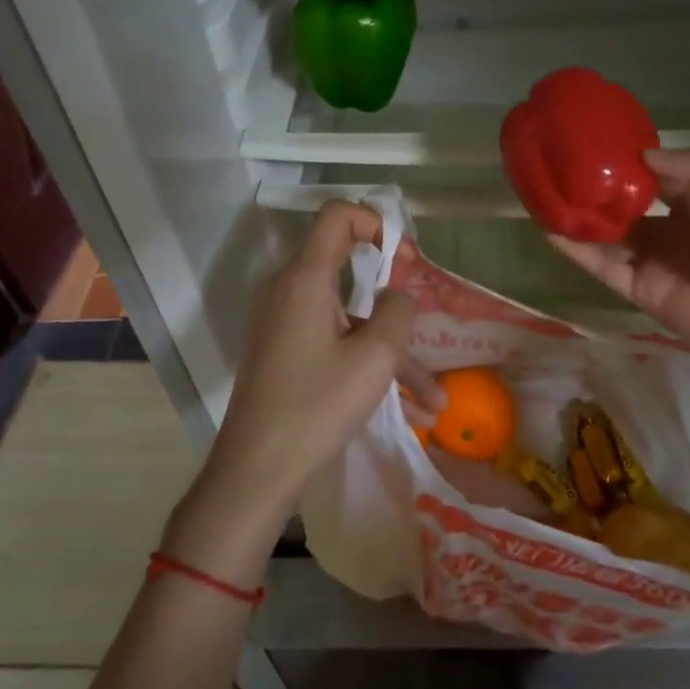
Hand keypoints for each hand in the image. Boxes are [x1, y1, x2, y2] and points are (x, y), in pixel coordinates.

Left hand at [167, 202, 438, 581]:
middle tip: (424, 314)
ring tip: (434, 398)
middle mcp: (289, 291)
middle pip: (348, 268)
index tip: (405, 259)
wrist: (255, 472)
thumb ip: (399, 311)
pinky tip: (410, 409)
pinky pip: (335, 342)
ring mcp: (284, 323)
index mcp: (305, 279)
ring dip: (392, 349)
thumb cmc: (316, 407)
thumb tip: (399, 296)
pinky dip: (368, 364)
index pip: (338, 216)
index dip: (376, 223)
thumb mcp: (375, 357)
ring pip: (350, 318)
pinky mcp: (285, 352)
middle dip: (395, 293)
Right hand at [547, 149, 689, 412]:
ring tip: (539, 189)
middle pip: (620, 200)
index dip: (624, 156)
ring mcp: (648, 258)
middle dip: (591, 183)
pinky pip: (599, 264)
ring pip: (603, 231)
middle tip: (554, 159)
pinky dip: (574, 248)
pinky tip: (549, 227)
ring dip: (575, 213)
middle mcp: (667, 226)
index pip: (651, 172)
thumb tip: (639, 154)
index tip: (590, 135)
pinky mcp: (635, 288)